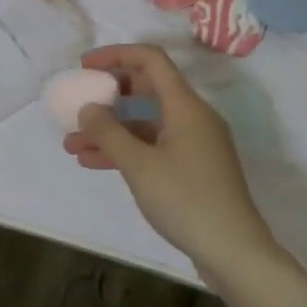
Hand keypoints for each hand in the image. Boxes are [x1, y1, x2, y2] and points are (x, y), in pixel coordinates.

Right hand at [62, 45, 275, 274]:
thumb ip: (108, 132)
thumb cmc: (186, 200)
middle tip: (79, 106)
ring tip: (73, 145)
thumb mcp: (139, 165)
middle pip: (148, 90)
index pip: (151, 60)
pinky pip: (153, 146)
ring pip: (146, 123)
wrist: (233, 250)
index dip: (116, 56)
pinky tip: (95, 163)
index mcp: (186, 106)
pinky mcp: (192, 168)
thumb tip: (89, 108)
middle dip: (109, 96)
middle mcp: (193, 118)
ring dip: (111, 130)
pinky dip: (126, 150)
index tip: (84, 67)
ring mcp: (194, 144)